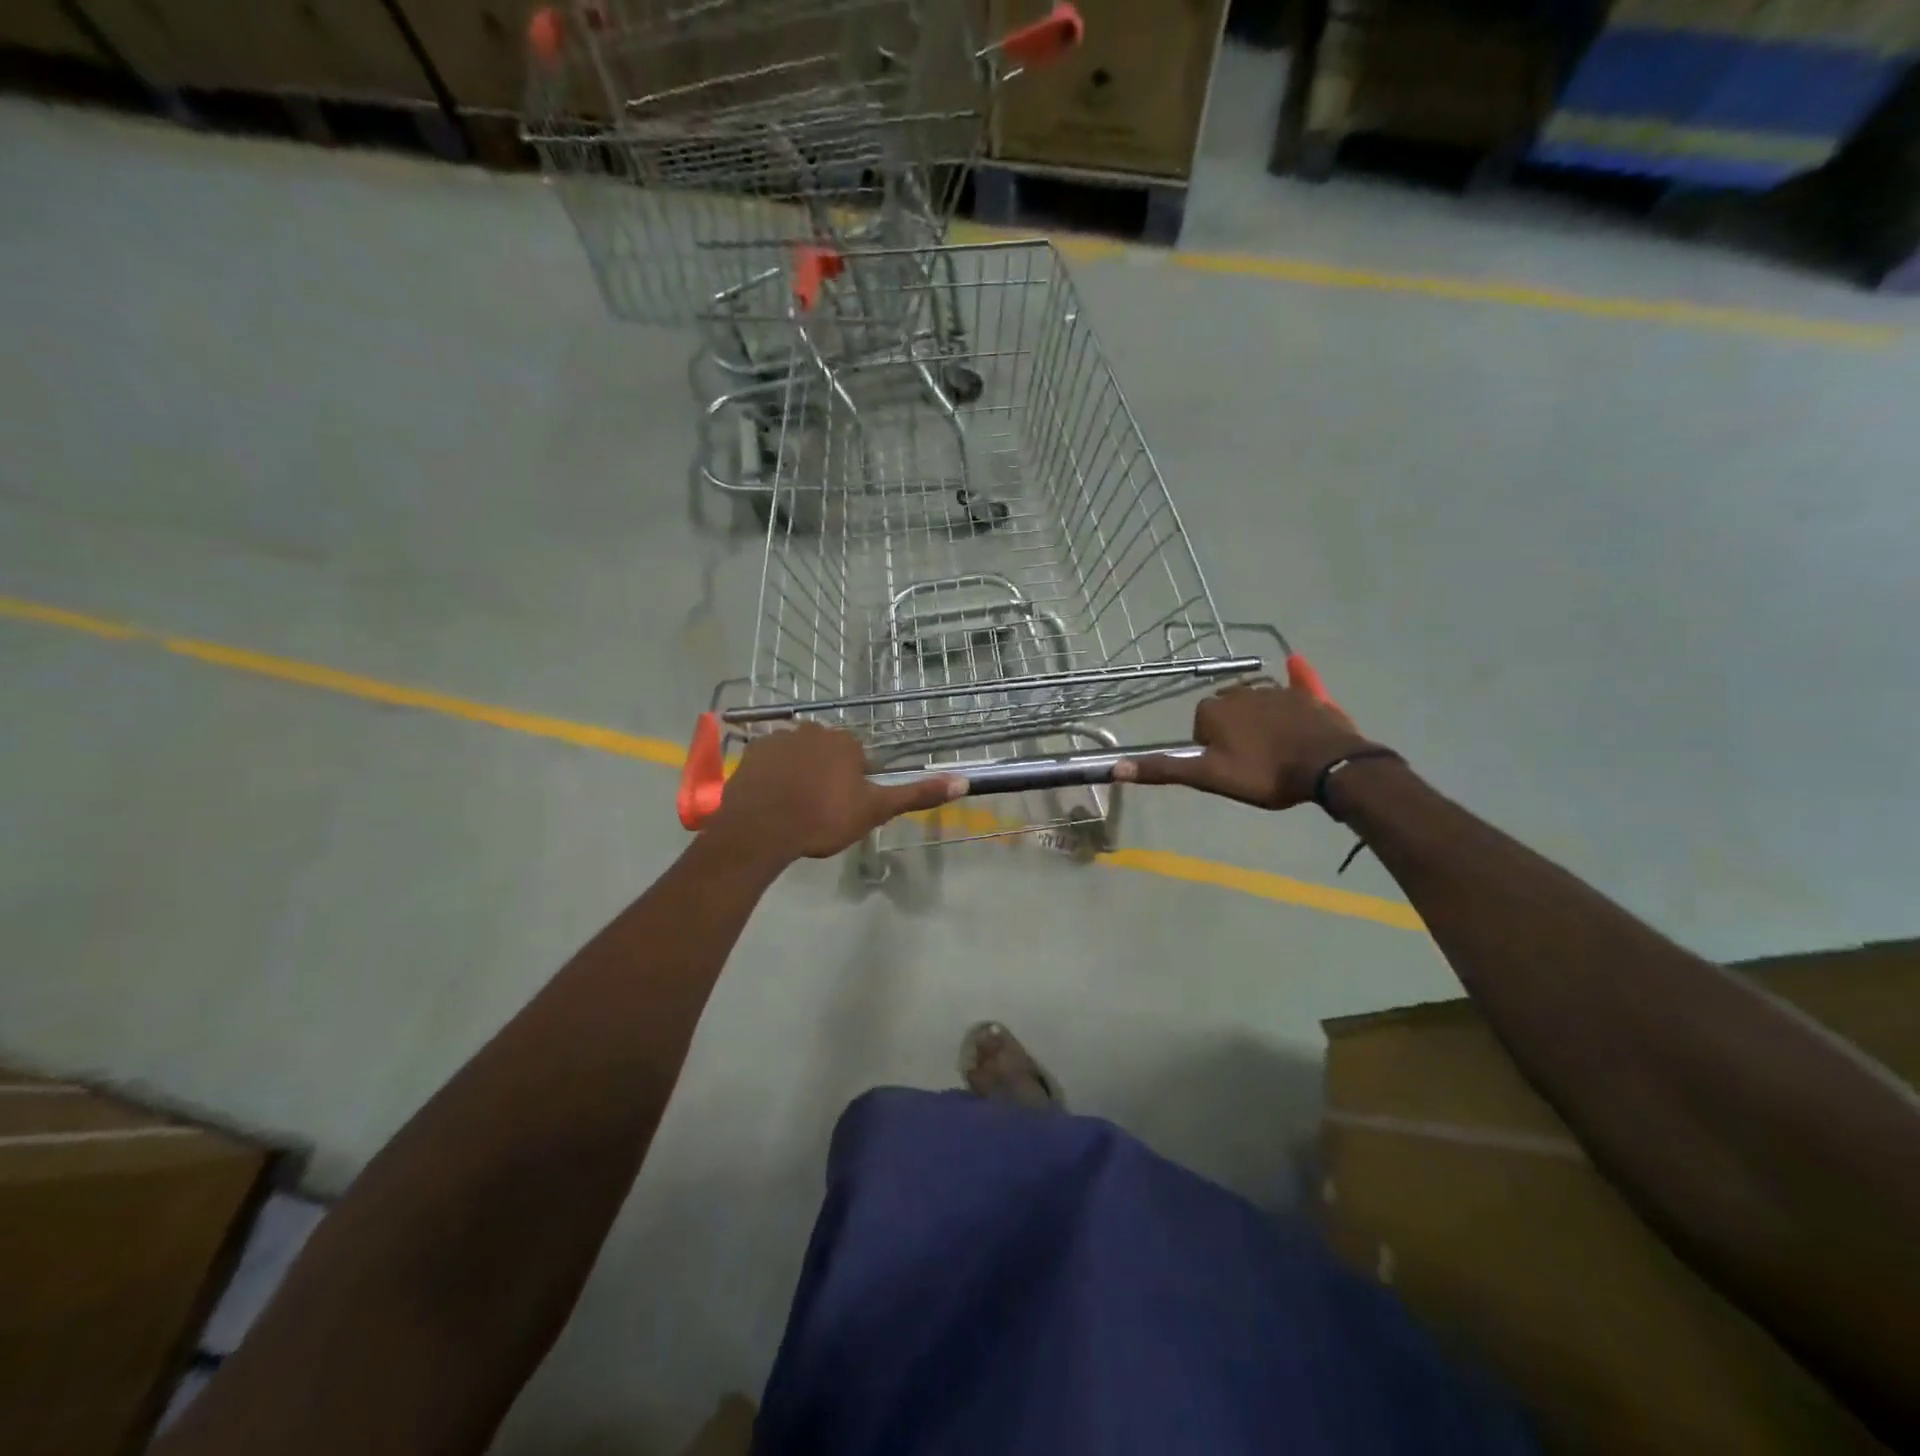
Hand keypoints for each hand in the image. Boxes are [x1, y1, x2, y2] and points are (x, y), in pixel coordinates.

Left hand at [705, 724, 963, 863]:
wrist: (761, 828)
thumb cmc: (823, 818)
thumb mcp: (875, 810)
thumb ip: (916, 795)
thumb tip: (964, 781)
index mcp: (846, 742)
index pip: (857, 758)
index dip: (853, 784)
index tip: (844, 808)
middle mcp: (815, 729)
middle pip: (827, 753)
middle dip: (826, 775)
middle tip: (819, 810)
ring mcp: (780, 738)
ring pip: (798, 754)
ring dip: (798, 773)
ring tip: (792, 807)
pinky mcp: (752, 751)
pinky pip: (770, 760)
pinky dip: (773, 775)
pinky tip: (771, 800)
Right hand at [1114, 681, 1375, 809]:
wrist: (1328, 766)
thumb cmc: (1264, 773)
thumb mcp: (1209, 777)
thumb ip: (1165, 769)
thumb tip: (1115, 767)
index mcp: (1215, 709)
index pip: (1200, 725)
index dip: (1210, 748)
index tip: (1227, 768)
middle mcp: (1240, 691)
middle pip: (1227, 711)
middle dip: (1232, 731)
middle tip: (1249, 762)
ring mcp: (1276, 691)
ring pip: (1257, 701)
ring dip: (1258, 717)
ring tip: (1274, 749)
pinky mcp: (1306, 696)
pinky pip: (1298, 683)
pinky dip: (1296, 677)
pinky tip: (1297, 663)